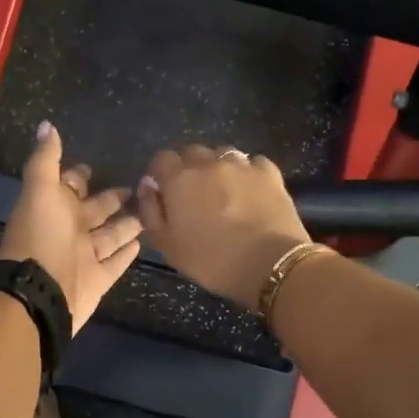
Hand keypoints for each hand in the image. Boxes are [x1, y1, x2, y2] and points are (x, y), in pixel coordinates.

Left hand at [0, 122, 142, 331]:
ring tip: (148, 213)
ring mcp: (84, 257)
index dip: (78, 176)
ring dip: (125, 225)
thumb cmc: (41, 236)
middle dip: (110, 199)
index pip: (69, 187)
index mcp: (54, 208)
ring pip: (109, 237)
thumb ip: (45, 159)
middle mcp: (69, 231)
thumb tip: (46, 124)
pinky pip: (115, 264)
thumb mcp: (40, 190)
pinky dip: (125, 255)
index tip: (93, 166)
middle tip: (133, 187)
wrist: (39, 292)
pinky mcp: (98, 280)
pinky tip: (141, 244)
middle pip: (94, 211)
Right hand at [135, 145, 310, 310]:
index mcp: (180, 179)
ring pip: (223, 154)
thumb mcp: (168, 246)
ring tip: (225, 192)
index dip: (161, 173)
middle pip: (192, 153)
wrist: (270, 264)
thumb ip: (151, 212)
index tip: (165, 192)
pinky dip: (248, 172)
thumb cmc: (213, 261)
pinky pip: (253, 163)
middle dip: (189, 168)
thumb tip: (147, 186)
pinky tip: (251, 191)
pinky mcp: (269, 173)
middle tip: (195, 195)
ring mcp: (242, 165)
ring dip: (218, 168)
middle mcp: (209, 163)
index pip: (162, 159)